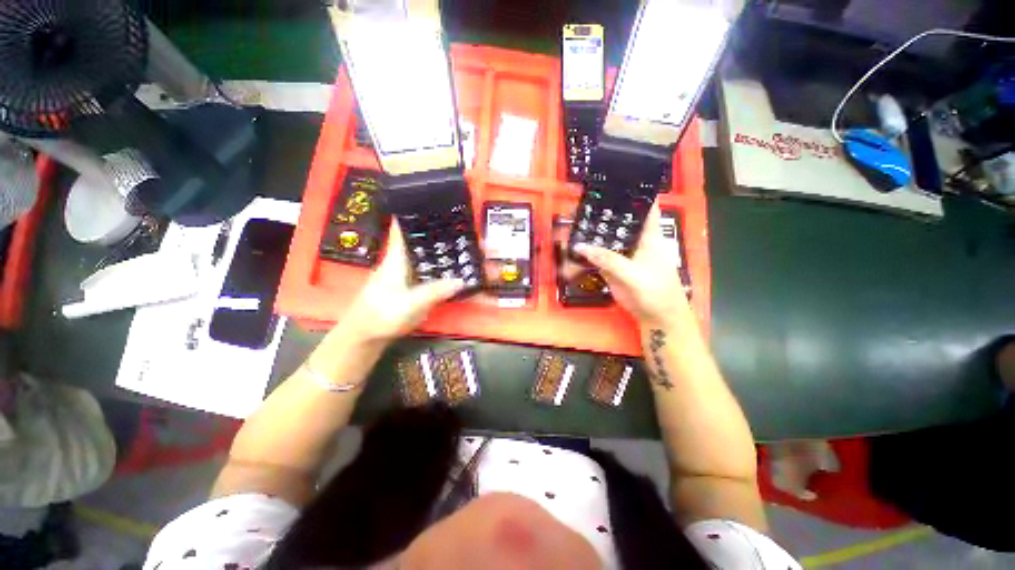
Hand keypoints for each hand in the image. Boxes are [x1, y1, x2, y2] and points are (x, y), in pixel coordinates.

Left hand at [343, 221, 463, 341]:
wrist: (365, 335)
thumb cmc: (382, 315)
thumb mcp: (409, 304)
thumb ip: (434, 292)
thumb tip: (462, 280)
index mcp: (397, 258)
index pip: (402, 227)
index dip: (413, 211)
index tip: (432, 199)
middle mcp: (401, 261)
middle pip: (419, 239)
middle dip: (437, 230)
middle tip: (461, 224)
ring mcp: (406, 273)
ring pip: (425, 254)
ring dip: (441, 248)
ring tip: (463, 242)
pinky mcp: (410, 284)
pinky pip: (428, 269)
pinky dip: (440, 265)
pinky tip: (453, 267)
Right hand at [573, 203, 692, 329]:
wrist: (656, 318)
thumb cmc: (656, 292)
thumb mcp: (634, 274)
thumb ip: (608, 260)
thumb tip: (580, 247)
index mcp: (648, 236)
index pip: (644, 207)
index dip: (634, 193)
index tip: (616, 180)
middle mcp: (634, 241)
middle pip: (618, 223)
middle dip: (602, 213)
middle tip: (581, 202)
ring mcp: (621, 255)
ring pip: (604, 240)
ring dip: (590, 234)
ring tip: (571, 222)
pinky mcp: (611, 269)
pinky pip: (596, 258)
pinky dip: (584, 255)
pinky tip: (571, 249)